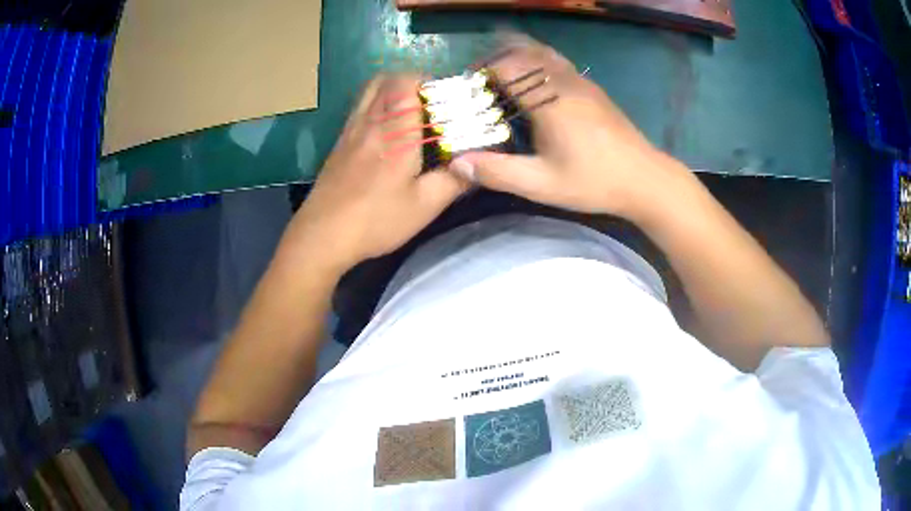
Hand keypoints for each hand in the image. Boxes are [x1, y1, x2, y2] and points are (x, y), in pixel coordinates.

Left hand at [281, 75, 469, 272]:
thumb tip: (475, 166)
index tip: (445, 98)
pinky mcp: (338, 144)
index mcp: (394, 132)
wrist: (321, 236)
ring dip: (391, 92)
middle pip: (385, 79)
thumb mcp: (424, 206)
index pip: (405, 82)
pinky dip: (375, 107)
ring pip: (368, 92)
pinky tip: (386, 133)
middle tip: (429, 103)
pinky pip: (359, 110)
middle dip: (410, 82)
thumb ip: (454, 181)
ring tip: (409, 115)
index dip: (427, 80)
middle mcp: (369, 122)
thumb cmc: (375, 220)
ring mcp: (349, 131)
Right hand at [450, 35, 686, 218]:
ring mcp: (581, 81)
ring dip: (518, 57)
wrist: (645, 179)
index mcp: (548, 99)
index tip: (469, 91)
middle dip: (496, 61)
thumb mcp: (542, 184)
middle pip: (522, 52)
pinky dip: (537, 61)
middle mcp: (563, 81)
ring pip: (542, 52)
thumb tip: (457, 163)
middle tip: (480, 84)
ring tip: (502, 77)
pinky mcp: (592, 88)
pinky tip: (534, 82)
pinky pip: (557, 61)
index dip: (481, 73)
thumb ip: (498, 172)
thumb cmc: (593, 181)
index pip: (505, 68)